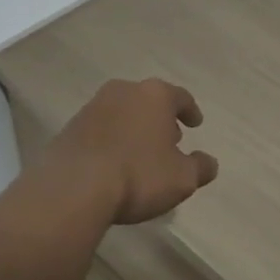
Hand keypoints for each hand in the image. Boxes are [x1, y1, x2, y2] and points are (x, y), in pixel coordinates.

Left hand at [46, 78, 218, 225]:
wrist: (73, 188)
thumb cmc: (138, 175)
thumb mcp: (182, 178)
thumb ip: (200, 168)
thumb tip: (209, 163)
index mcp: (155, 95)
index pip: (180, 97)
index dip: (190, 111)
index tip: (195, 123)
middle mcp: (124, 91)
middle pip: (149, 101)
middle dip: (160, 119)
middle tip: (170, 139)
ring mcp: (93, 107)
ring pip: (123, 112)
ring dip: (134, 128)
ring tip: (141, 153)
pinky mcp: (70, 127)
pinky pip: (100, 130)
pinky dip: (111, 140)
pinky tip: (114, 163)